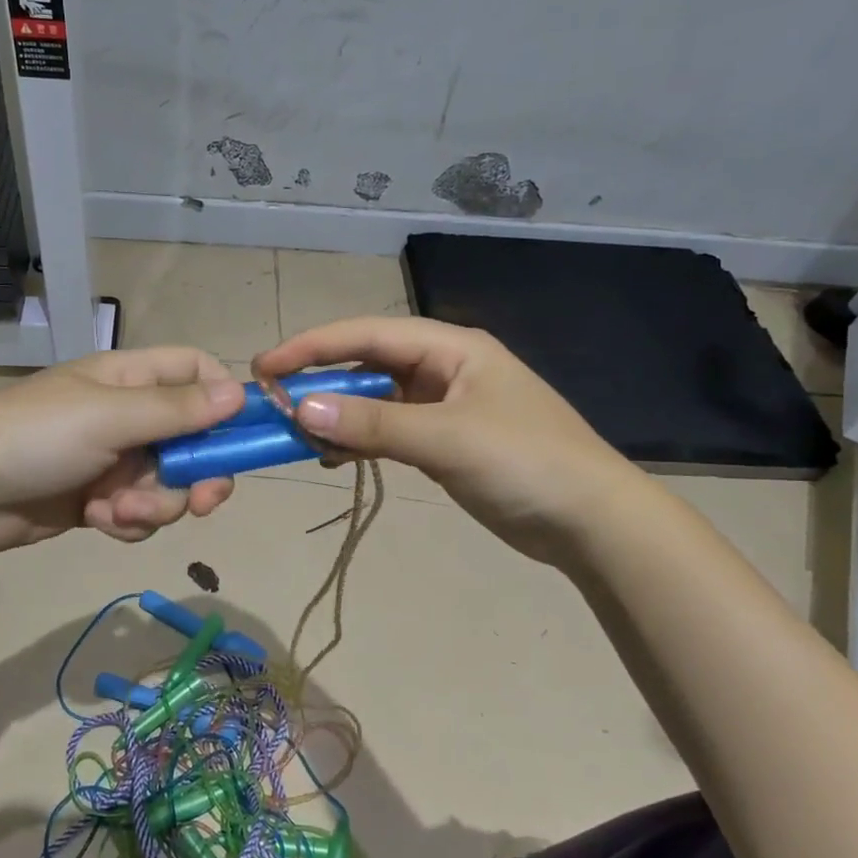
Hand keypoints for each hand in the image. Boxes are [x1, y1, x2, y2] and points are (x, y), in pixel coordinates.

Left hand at [0, 347, 244, 554]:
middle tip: (203, 501)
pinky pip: (140, 513)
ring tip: (117, 513)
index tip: (243, 434)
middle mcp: (128, 415)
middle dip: (199, 473)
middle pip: (194, 439)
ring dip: (154, 505)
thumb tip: (240, 394)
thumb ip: (175, 410)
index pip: (196, 372)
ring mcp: (114, 460)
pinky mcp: (99, 501)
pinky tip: (98, 522)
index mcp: (130, 379)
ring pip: (170, 484)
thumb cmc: (34, 437)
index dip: (224, 398)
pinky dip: (128, 523)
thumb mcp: (108, 417)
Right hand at [253, 317, 643, 558]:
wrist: (591, 522)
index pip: (368, 335)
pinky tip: (333, 456)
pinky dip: (359, 441)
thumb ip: (373, 423)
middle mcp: (444, 369)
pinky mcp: (445, 443)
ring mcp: (445, 407)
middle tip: (273, 403)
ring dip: (338, 414)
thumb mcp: (446, 438)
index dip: (313, 345)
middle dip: (322, 381)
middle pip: (369, 365)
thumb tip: (302, 408)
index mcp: (451, 348)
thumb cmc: (525, 462)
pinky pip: (389, 432)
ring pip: (375, 401)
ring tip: (297, 434)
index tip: (265, 365)